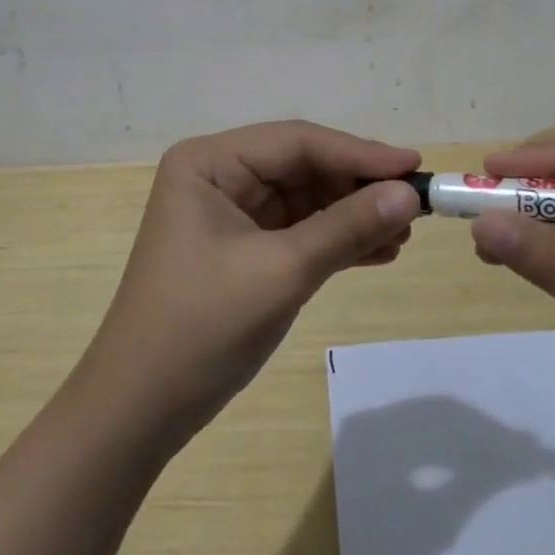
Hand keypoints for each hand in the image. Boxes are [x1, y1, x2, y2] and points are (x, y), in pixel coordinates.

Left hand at [72, 122, 421, 446]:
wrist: (139, 412)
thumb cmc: (201, 328)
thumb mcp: (281, 272)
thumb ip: (346, 228)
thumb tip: (409, 195)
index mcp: (210, 162)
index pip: (297, 142)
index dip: (359, 153)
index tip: (414, 166)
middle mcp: (218, 175)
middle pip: (303, 166)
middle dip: (357, 187)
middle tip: (414, 203)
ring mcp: (229, 212)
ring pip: (305, 199)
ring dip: (352, 215)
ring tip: (403, 233)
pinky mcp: (241, 248)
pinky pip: (297, 230)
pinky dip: (335, 240)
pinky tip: (378, 252)